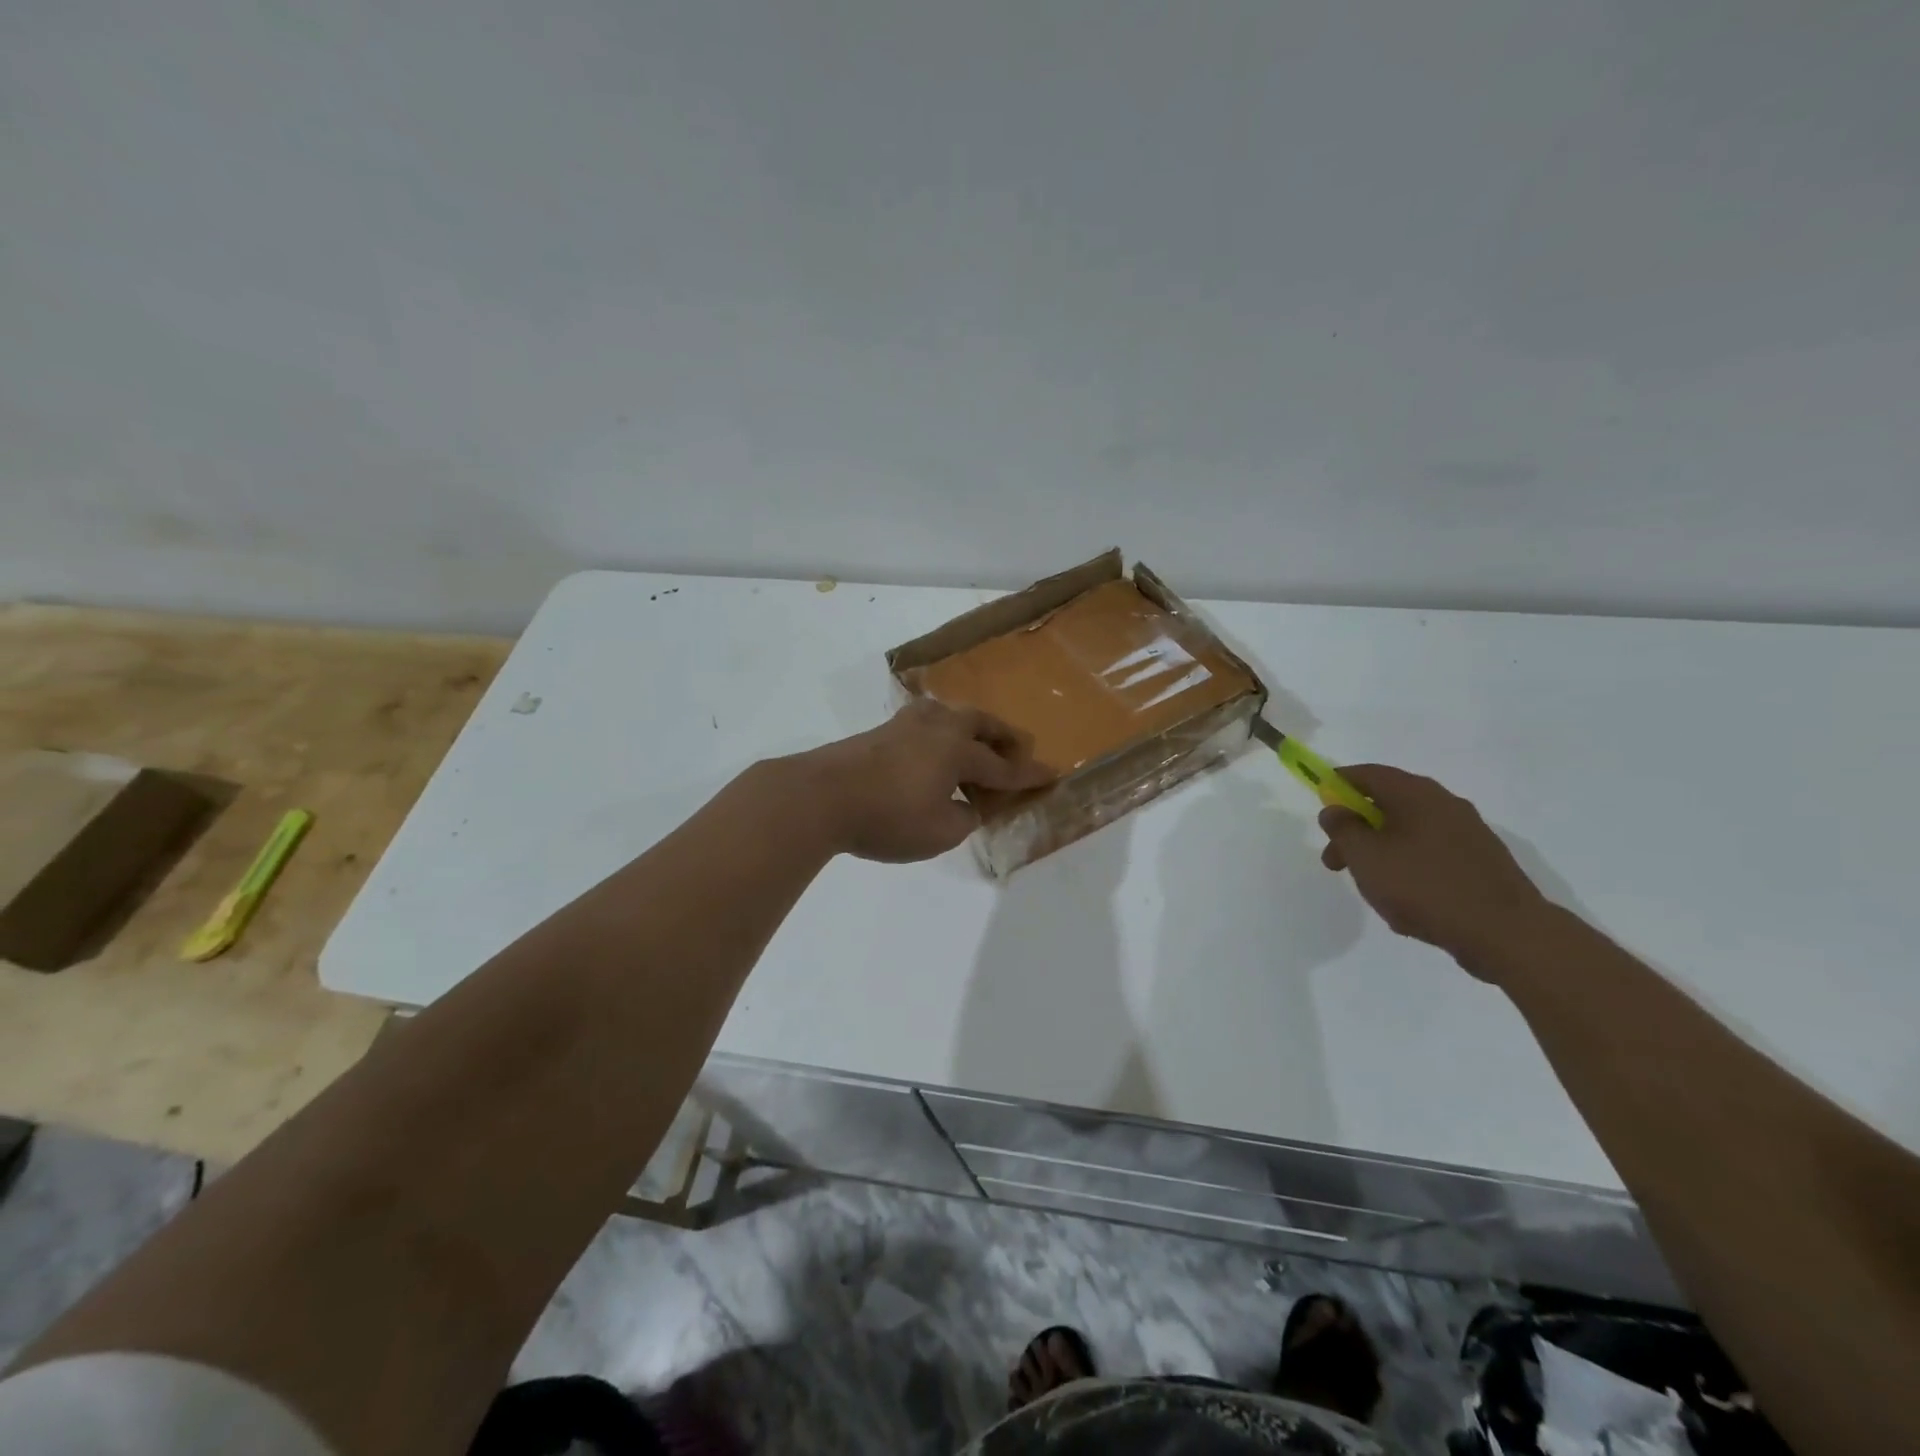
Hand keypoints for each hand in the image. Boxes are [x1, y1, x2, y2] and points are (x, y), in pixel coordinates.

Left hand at [793, 699, 1052, 862]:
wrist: (819, 797)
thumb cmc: (886, 818)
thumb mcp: (938, 833)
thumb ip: (963, 819)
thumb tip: (966, 805)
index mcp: (957, 750)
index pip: (1002, 765)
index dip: (1027, 774)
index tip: (1050, 775)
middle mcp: (936, 728)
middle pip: (980, 724)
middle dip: (1004, 737)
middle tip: (1019, 750)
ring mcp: (905, 726)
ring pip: (950, 716)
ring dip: (972, 729)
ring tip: (976, 745)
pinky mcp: (880, 732)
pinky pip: (926, 724)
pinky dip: (943, 735)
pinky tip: (934, 750)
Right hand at [1317, 765, 1549, 975]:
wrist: (1507, 932)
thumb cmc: (1423, 886)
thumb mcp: (1365, 856)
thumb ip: (1342, 828)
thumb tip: (1334, 809)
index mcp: (1415, 794)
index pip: (1367, 773)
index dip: (1338, 783)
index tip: (1320, 804)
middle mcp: (1444, 804)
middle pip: (1387, 805)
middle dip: (1355, 830)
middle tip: (1335, 861)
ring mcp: (1468, 833)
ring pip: (1409, 834)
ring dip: (1381, 853)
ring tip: (1371, 890)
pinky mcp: (1481, 863)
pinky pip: (1432, 856)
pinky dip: (1409, 869)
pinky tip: (1406, 903)